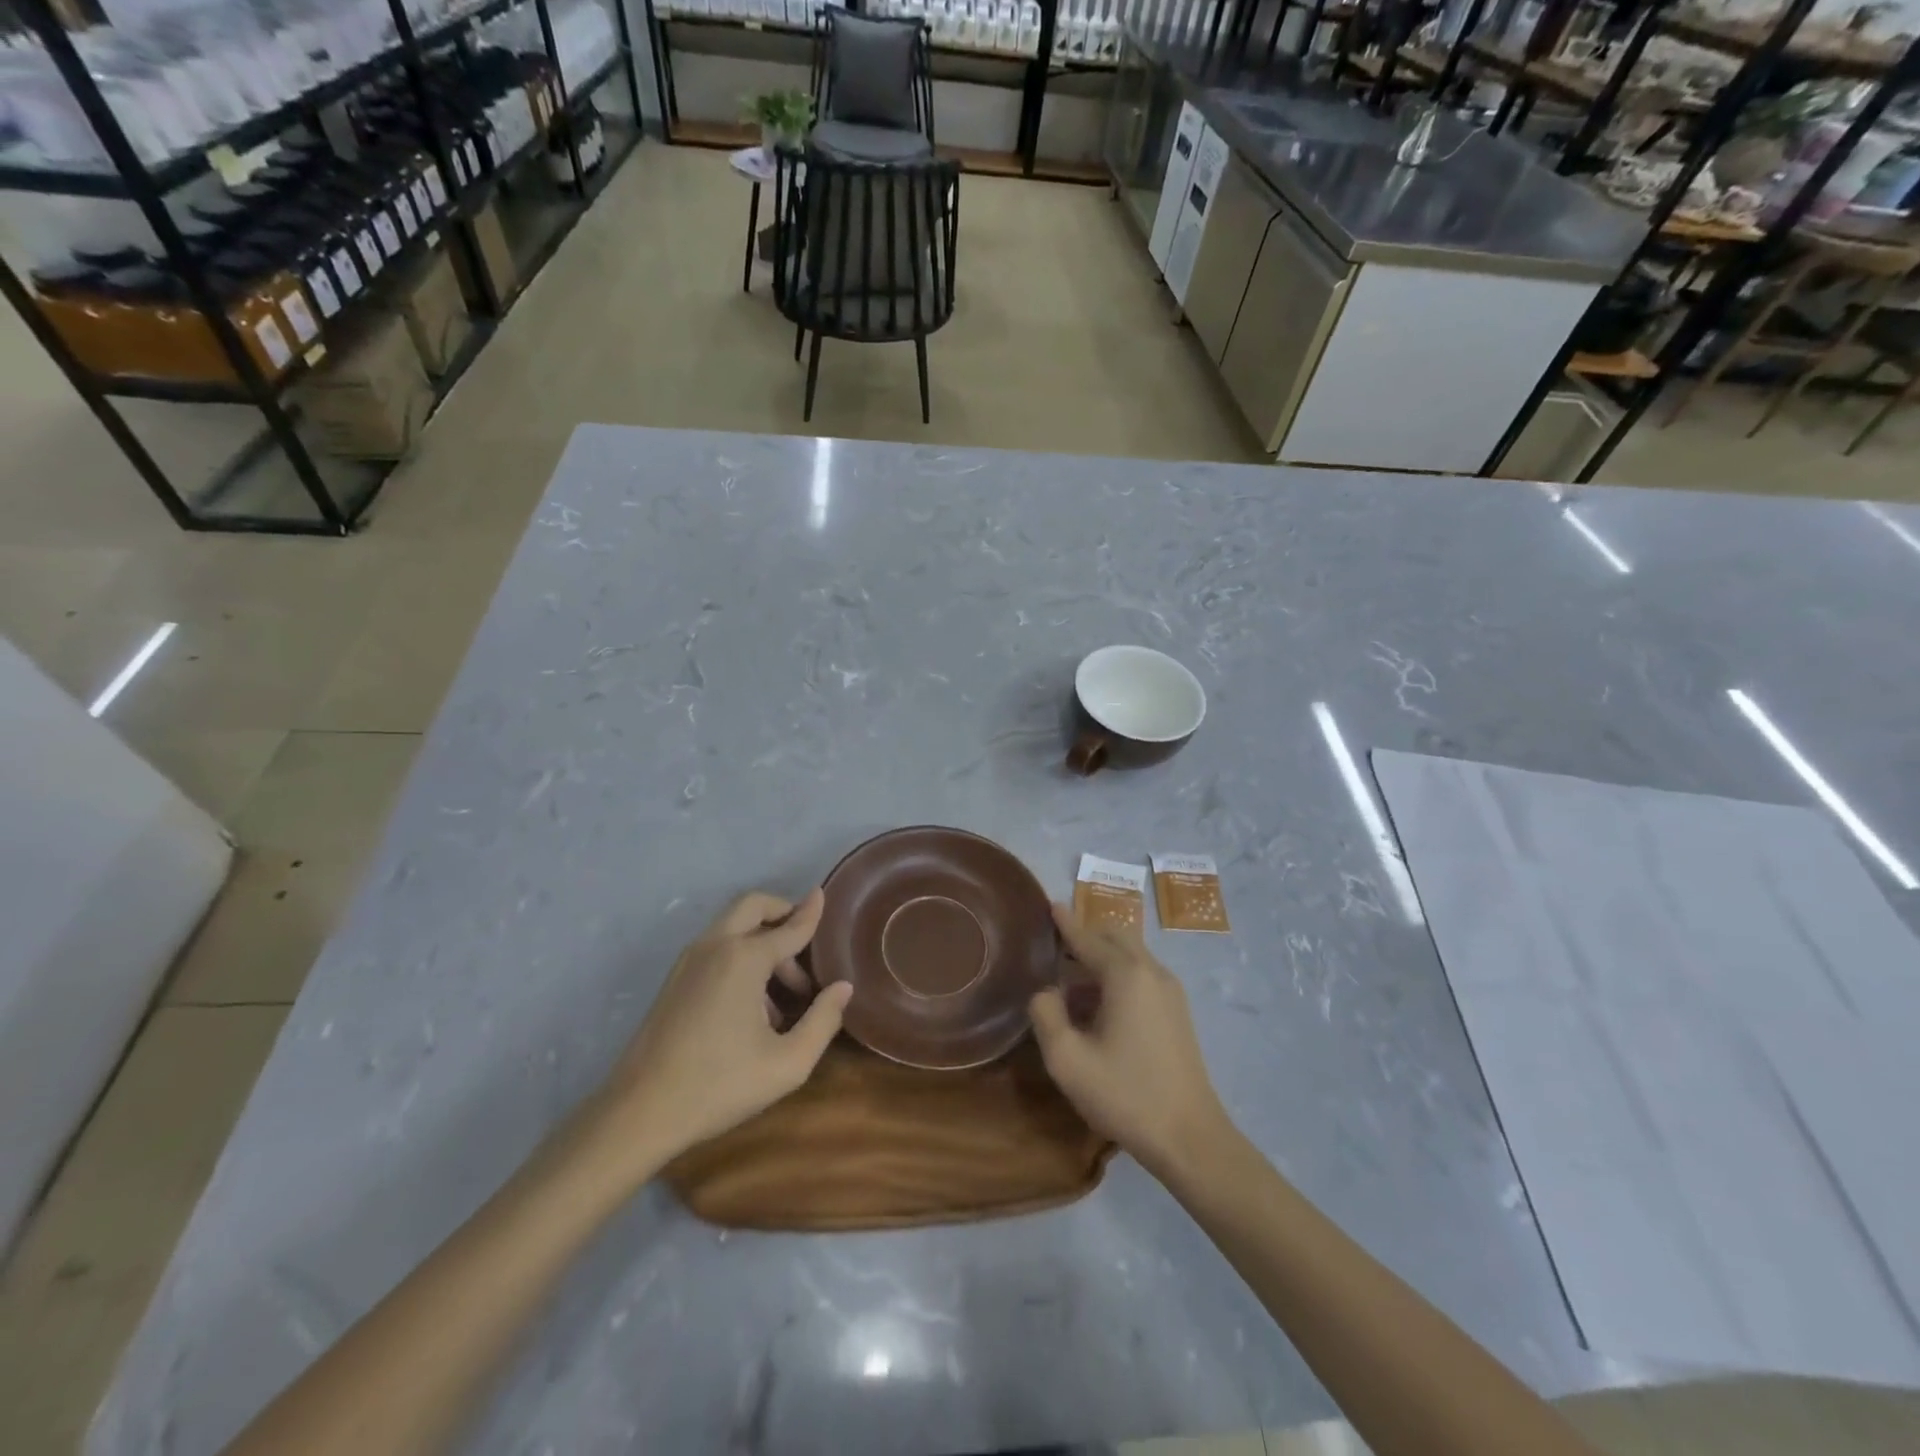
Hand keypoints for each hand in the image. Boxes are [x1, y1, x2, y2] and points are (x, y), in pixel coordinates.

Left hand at [606, 889, 851, 1161]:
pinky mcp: (674, 979)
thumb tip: (843, 987)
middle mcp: (715, 946)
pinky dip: (741, 955)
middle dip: (782, 914)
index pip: (789, 927)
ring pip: (733, 926)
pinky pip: (717, 947)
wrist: (639, 1113)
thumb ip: (823, 1020)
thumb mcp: (788, 1063)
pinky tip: (753, 1006)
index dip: (812, 914)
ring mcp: (689, 961)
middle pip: (753, 905)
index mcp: (744, 958)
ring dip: (763, 940)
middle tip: (806, 946)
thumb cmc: (719, 1085)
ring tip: (784, 993)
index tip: (825, 898)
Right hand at [1029, 903, 1230, 1180]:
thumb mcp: (1067, 1059)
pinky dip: (1117, 976)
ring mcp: (1170, 991)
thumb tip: (1045, 992)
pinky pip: (1141, 976)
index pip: (1088, 937)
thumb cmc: (1125, 1094)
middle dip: (1085, 936)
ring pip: (1130, 956)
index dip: (1065, 923)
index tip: (1049, 904)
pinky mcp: (1178, 1012)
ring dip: (1100, 959)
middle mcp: (1151, 971)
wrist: (1190, 1138)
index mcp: (1126, 974)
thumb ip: (1045, 1014)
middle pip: (1115, 937)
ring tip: (1069, 986)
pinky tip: (1098, 1009)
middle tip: (1054, 950)